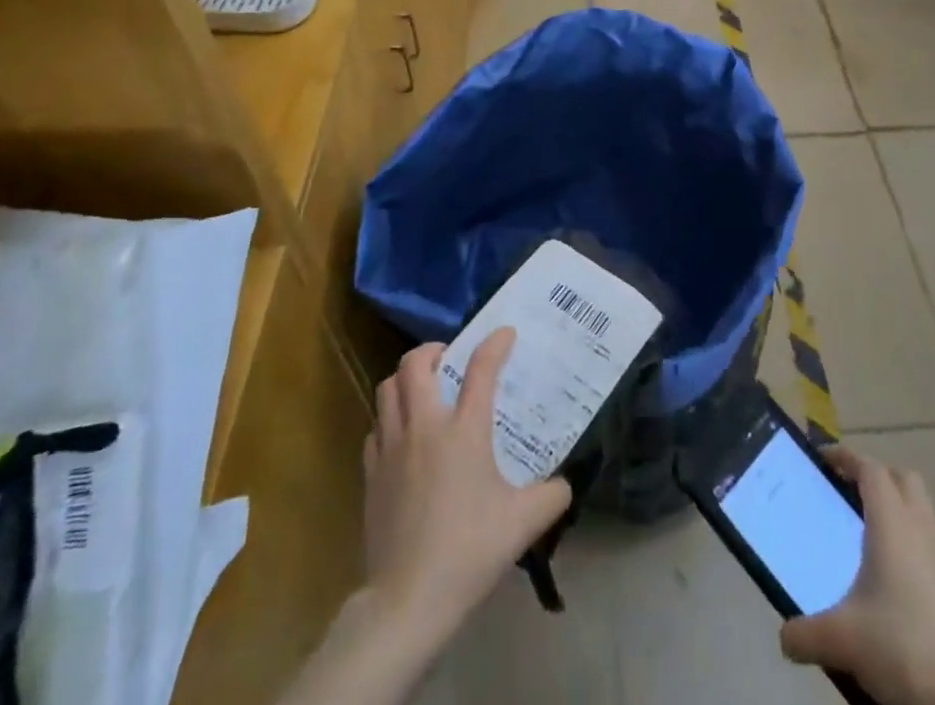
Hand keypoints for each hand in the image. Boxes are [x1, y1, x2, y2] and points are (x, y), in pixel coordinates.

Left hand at [362, 330, 572, 650]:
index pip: (481, 368)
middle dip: (432, 350)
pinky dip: (389, 420)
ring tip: (423, 390)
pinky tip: (403, 438)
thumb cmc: (468, 551)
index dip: (494, 343)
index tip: (504, 333)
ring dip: (405, 379)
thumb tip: (564, 484)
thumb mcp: (524, 523)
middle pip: (415, 364)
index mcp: (464, 430)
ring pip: (387, 389)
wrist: (407, 600)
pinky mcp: (370, 474)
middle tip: (449, 359)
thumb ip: (552, 496)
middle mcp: (424, 427)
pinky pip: (375, 428)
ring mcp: (391, 448)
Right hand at [780, 450, 934, 704]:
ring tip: (867, 543)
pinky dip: (912, 556)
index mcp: (892, 524)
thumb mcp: (841, 640)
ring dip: (897, 517)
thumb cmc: (902, 646)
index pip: (870, 469)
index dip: (846, 458)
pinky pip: (932, 556)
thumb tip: (785, 635)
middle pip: (905, 481)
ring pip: (922, 517)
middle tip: (849, 493)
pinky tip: (893, 591)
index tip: (823, 459)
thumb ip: (805, 633)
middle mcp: (921, 533)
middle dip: (878, 479)